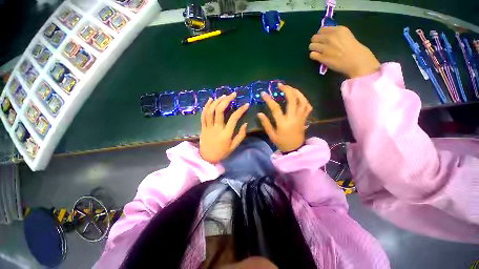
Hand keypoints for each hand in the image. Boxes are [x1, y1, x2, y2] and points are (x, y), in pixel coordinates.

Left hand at [200, 93, 248, 163]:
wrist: (207, 158)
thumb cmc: (222, 153)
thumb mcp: (234, 147)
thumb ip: (240, 135)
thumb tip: (245, 123)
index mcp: (226, 133)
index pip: (234, 118)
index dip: (241, 110)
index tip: (246, 104)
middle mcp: (216, 128)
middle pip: (220, 110)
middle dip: (227, 100)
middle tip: (233, 94)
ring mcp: (208, 126)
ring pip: (211, 110)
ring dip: (217, 101)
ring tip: (224, 95)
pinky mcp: (202, 127)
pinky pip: (203, 115)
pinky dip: (206, 106)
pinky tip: (211, 99)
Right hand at [257, 84, 311, 152]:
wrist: (295, 149)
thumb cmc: (282, 142)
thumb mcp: (272, 135)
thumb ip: (266, 124)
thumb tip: (259, 113)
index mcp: (283, 123)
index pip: (275, 108)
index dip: (269, 100)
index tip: (263, 93)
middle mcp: (293, 118)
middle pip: (292, 100)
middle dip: (287, 90)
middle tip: (280, 85)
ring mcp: (301, 117)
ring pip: (302, 101)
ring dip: (296, 92)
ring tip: (290, 88)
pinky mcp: (305, 118)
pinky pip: (308, 106)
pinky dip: (304, 99)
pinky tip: (299, 96)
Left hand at [309, 26, 379, 77]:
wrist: (356, 61)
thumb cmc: (354, 49)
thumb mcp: (346, 36)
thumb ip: (336, 35)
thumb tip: (326, 36)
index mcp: (338, 30)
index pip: (322, 29)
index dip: (321, 34)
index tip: (323, 38)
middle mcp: (330, 37)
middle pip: (314, 37)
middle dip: (315, 42)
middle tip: (319, 46)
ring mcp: (325, 47)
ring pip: (311, 46)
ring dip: (313, 49)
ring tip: (318, 52)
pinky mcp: (322, 57)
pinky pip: (312, 55)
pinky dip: (313, 56)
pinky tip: (318, 57)